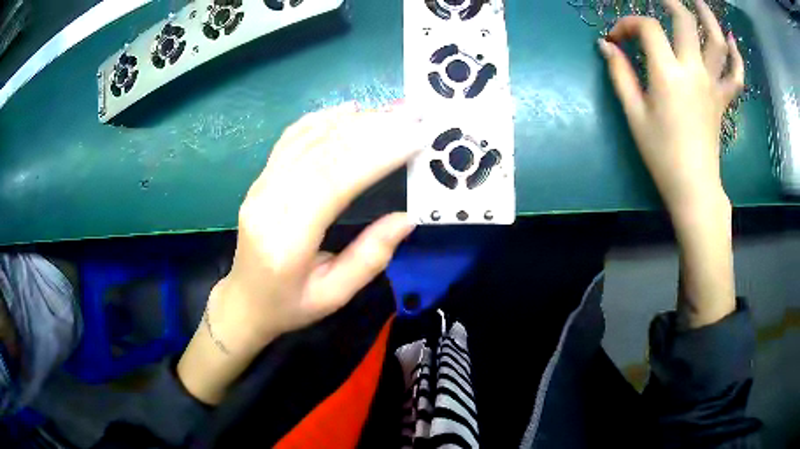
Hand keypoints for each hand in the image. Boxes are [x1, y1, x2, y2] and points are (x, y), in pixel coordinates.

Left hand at [178, 102, 420, 402]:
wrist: (244, 301)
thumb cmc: (289, 305)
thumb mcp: (334, 296)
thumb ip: (370, 257)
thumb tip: (407, 218)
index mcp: (286, 241)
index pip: (332, 182)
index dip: (375, 155)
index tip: (414, 137)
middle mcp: (267, 204)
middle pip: (321, 152)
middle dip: (372, 129)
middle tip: (411, 114)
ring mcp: (259, 187)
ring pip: (307, 139)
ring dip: (353, 121)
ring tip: (391, 110)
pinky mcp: (260, 179)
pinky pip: (290, 139)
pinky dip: (321, 119)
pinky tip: (348, 109)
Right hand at [598, 0, 743, 225]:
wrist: (693, 186)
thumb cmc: (661, 153)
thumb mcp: (633, 114)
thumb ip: (620, 74)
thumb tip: (606, 46)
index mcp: (668, 73)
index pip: (647, 28)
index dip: (628, 24)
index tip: (617, 39)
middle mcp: (694, 70)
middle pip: (686, 21)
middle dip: (670, 3)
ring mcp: (713, 84)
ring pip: (717, 42)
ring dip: (708, 17)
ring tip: (698, 2)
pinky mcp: (723, 99)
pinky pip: (735, 75)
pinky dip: (736, 56)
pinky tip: (732, 41)